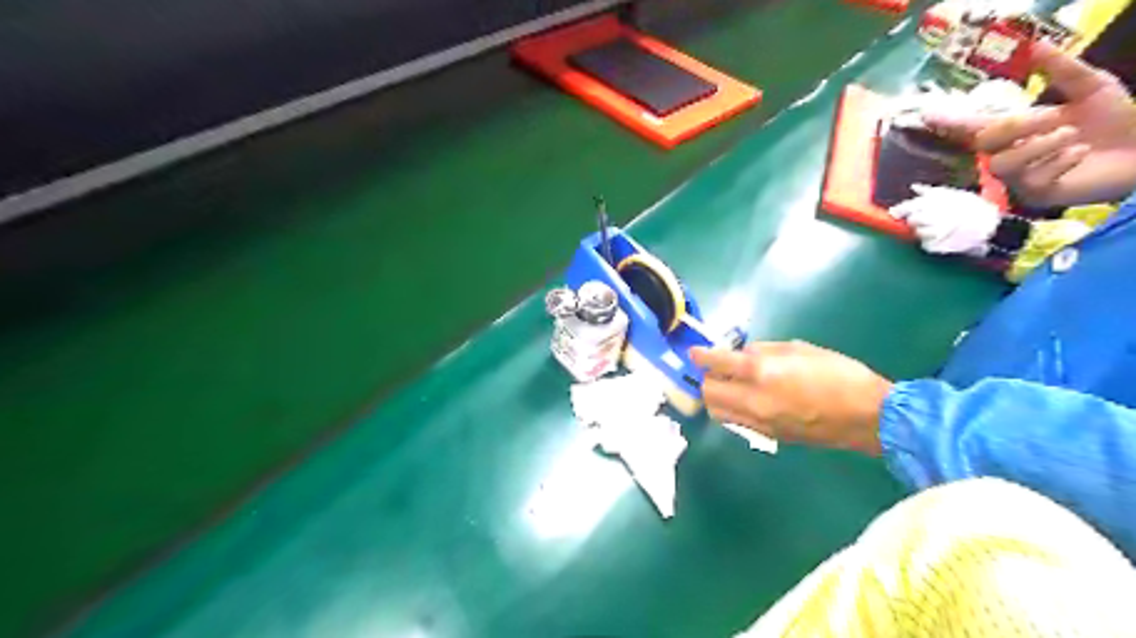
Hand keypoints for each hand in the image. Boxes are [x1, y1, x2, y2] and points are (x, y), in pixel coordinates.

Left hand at [688, 344, 890, 453]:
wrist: (868, 418)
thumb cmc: (840, 374)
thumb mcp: (801, 349)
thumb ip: (764, 350)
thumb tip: (742, 354)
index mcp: (761, 373)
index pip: (717, 364)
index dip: (702, 356)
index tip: (694, 352)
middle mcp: (752, 400)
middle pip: (709, 393)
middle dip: (706, 378)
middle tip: (717, 368)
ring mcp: (758, 422)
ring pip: (718, 412)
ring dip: (716, 397)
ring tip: (729, 384)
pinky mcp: (768, 436)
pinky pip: (736, 422)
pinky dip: (731, 409)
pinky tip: (745, 399)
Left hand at [891, 183, 996, 254]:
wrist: (991, 225)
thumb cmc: (970, 207)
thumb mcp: (952, 194)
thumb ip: (930, 191)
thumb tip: (913, 186)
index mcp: (935, 202)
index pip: (909, 206)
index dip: (900, 210)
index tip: (893, 212)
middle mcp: (932, 216)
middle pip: (912, 220)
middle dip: (916, 220)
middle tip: (929, 219)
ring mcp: (934, 232)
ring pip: (918, 233)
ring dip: (924, 231)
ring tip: (940, 227)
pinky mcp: (936, 246)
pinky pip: (925, 245)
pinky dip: (930, 242)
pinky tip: (942, 237)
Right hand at [928, 43, 1129, 206]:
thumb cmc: (1117, 119)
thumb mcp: (1091, 87)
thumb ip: (1062, 69)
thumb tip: (1036, 45)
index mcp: (1015, 130)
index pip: (973, 126)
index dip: (949, 121)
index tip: (927, 114)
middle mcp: (1008, 154)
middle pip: (984, 143)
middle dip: (1015, 127)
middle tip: (1053, 117)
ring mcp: (1018, 177)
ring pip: (1003, 164)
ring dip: (1040, 145)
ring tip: (1073, 136)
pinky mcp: (1035, 195)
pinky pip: (1031, 179)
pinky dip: (1059, 162)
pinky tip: (1080, 155)